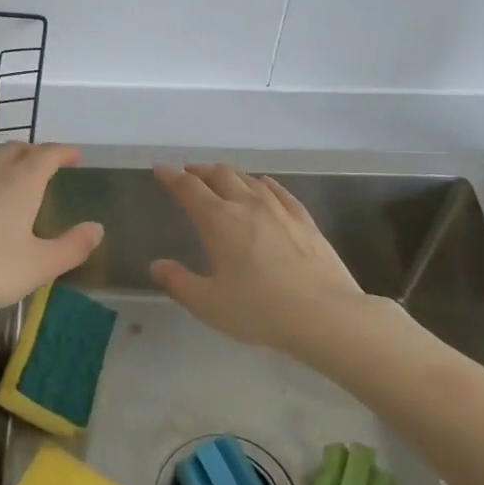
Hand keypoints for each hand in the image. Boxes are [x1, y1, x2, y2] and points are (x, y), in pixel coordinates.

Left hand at [0, 143, 103, 327]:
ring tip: (17, 184)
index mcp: (21, 182)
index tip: (76, 155)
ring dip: (8, 165)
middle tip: (49, 165)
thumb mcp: (39, 266)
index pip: (47, 154)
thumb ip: (72, 247)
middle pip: (17, 150)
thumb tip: (97, 228)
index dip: (64, 151)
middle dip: (36, 152)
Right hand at [150, 164, 367, 354]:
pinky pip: (279, 191)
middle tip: (189, 174)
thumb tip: (158, 266)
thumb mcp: (209, 304)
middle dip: (200, 171)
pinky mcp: (304, 219)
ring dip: (229, 174)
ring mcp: (279, 209)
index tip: (161, 170)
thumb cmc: (260, 310)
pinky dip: (263, 183)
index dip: (172, 177)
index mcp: (218, 221)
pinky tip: (263, 184)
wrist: (325, 314)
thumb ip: (179, 283)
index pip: (189, 189)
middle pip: (219, 175)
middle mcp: (247, 205)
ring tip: (220, 178)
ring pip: (248, 179)